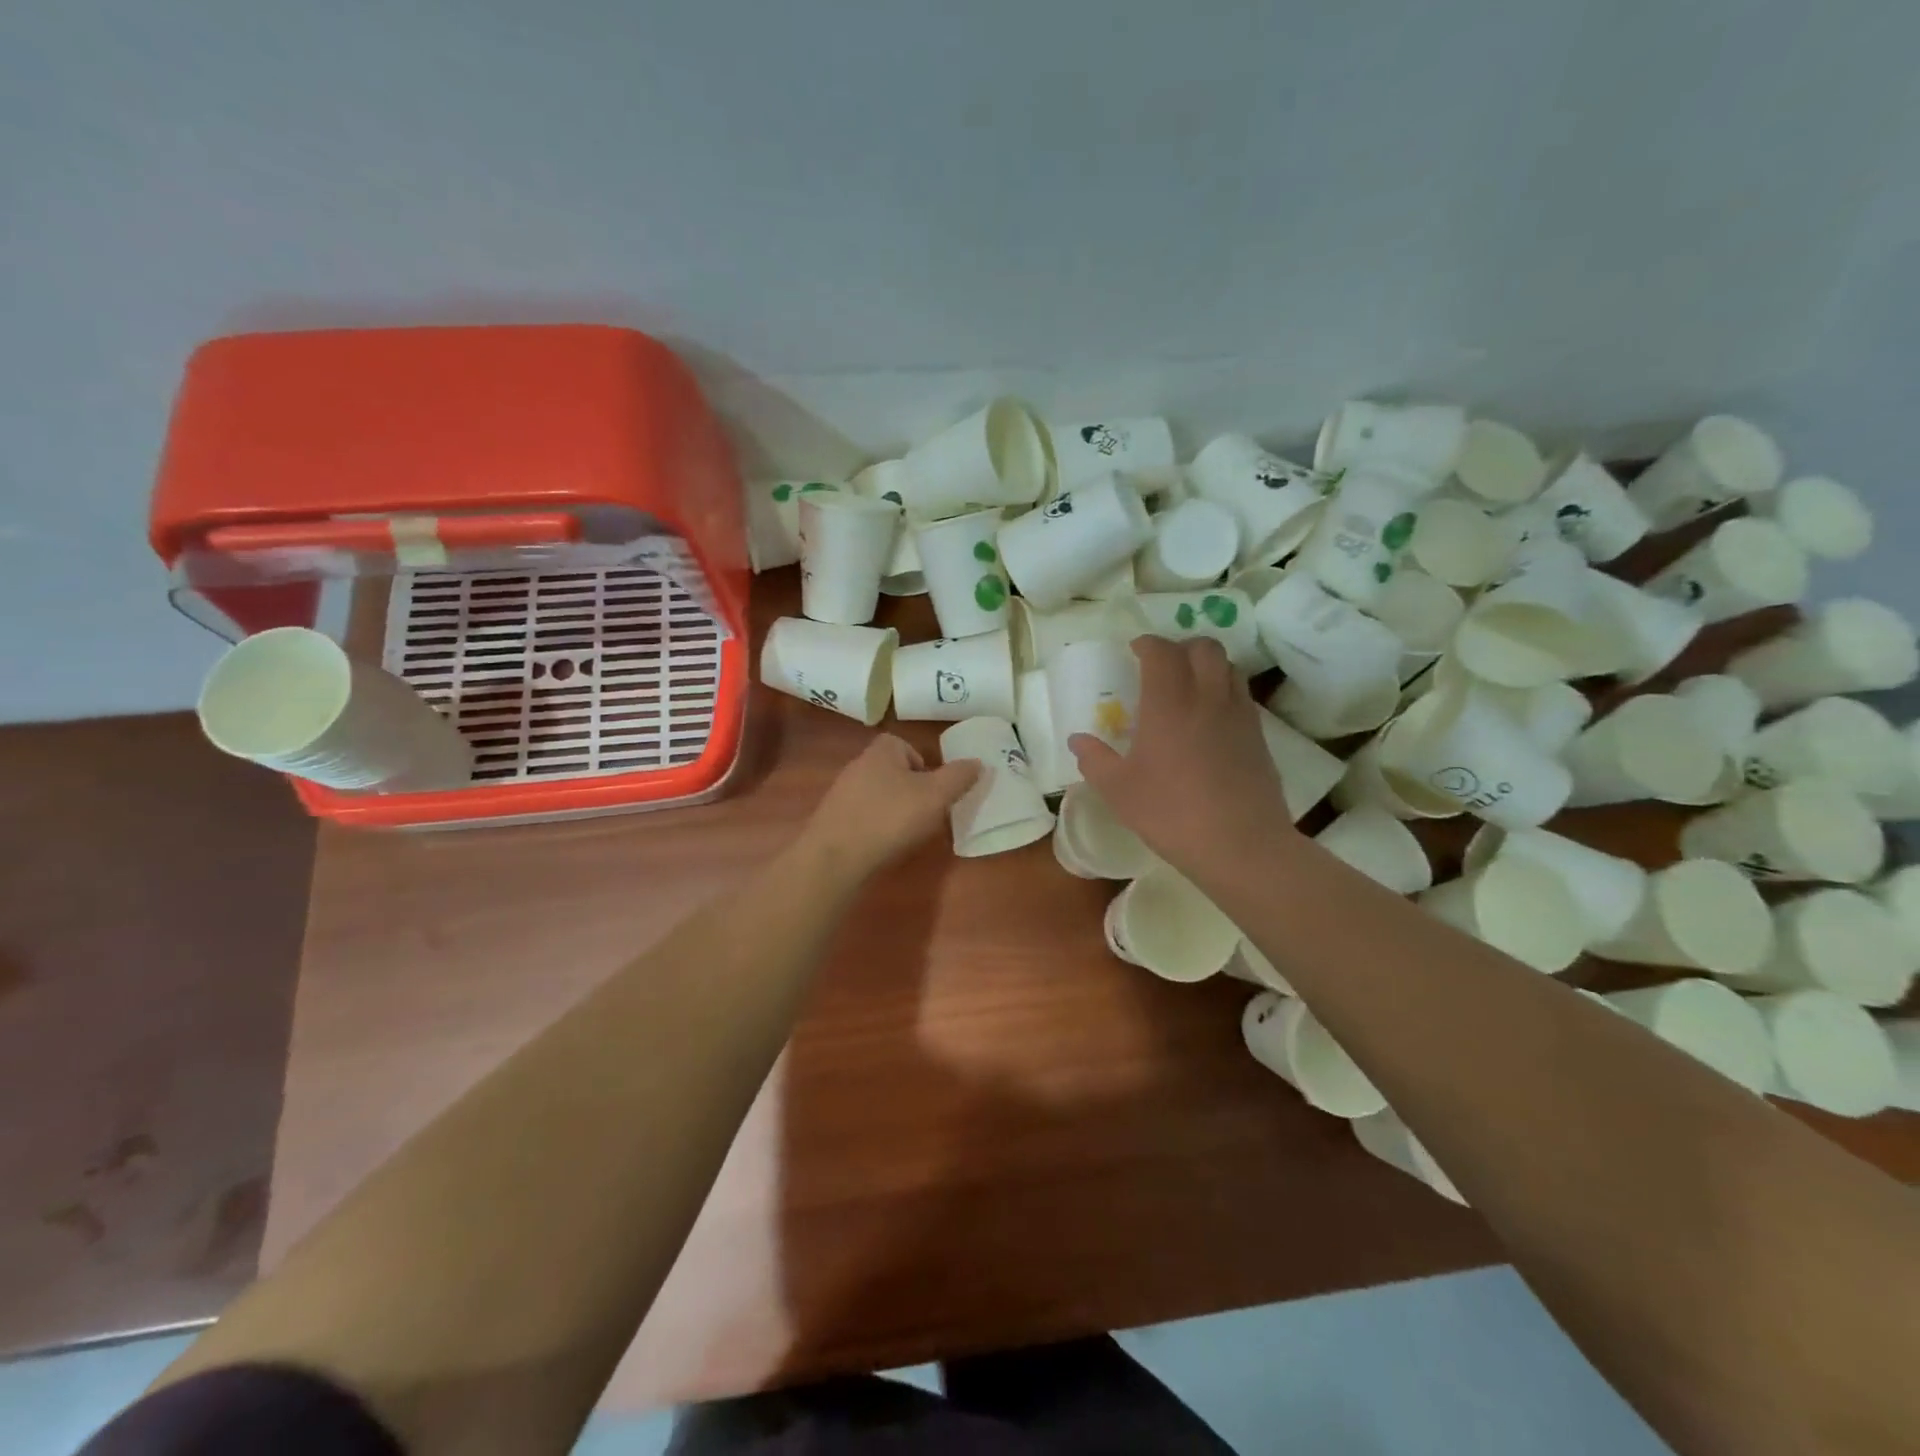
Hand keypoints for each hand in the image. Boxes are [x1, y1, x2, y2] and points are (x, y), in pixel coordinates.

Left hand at [799, 734, 980, 878]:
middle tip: (926, 813)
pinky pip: (863, 816)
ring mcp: (841, 794)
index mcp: (881, 751)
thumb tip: (978, 762)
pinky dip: (876, 827)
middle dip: (911, 790)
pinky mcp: (833, 820)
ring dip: (894, 810)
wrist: (835, 858)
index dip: (924, 765)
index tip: (934, 790)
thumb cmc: (890, 818)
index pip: (905, 745)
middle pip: (893, 771)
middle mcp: (857, 766)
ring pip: (878, 795)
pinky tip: (883, 846)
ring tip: (906, 833)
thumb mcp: (935, 796)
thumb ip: (958, 777)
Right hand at [1068, 636, 1296, 876]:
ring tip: (1191, 686)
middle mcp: (1207, 697)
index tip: (1134, 651)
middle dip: (1182, 647)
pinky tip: (1212, 720)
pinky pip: (1242, 696)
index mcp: (1169, 704)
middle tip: (1164, 665)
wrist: (1240, 844)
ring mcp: (1239, 715)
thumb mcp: (1119, 791)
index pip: (1162, 652)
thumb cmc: (1171, 813)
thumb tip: (1078, 740)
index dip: (1147, 644)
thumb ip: (1095, 760)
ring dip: (1208, 666)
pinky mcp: (1259, 736)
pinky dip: (1225, 692)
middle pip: (1204, 648)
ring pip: (1229, 667)